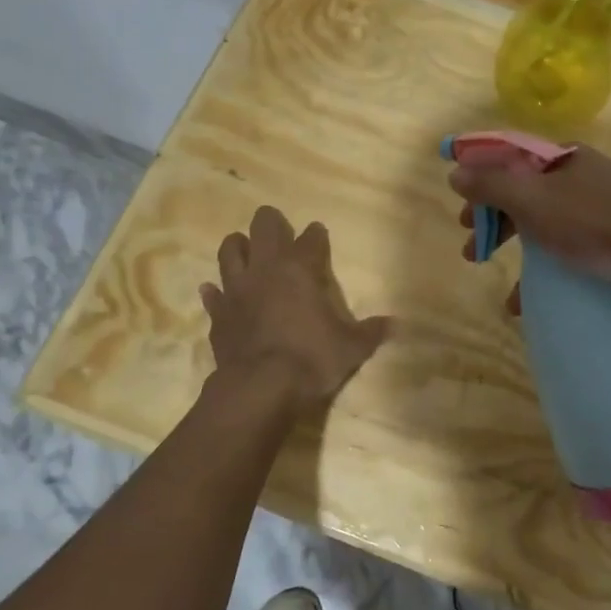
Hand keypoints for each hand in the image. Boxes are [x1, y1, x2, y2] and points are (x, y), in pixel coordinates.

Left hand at [200, 206, 392, 413]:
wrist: (261, 387)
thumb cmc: (312, 359)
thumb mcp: (351, 348)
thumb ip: (371, 332)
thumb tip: (397, 324)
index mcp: (301, 269)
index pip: (310, 239)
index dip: (316, 234)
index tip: (318, 233)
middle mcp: (266, 269)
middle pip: (263, 227)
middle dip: (271, 223)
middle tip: (277, 228)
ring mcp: (237, 289)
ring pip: (229, 251)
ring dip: (237, 246)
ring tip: (243, 248)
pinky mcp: (218, 314)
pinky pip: (213, 294)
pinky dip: (215, 291)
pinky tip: (215, 290)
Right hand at [448, 146, 610, 290]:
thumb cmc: (594, 222)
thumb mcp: (534, 201)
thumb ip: (492, 186)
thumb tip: (455, 173)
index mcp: (562, 158)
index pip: (508, 162)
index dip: (479, 186)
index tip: (462, 217)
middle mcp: (581, 175)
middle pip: (525, 194)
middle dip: (495, 222)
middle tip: (473, 249)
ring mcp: (602, 204)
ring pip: (546, 222)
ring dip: (517, 249)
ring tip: (497, 277)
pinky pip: (570, 244)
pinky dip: (546, 266)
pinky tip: (531, 298)